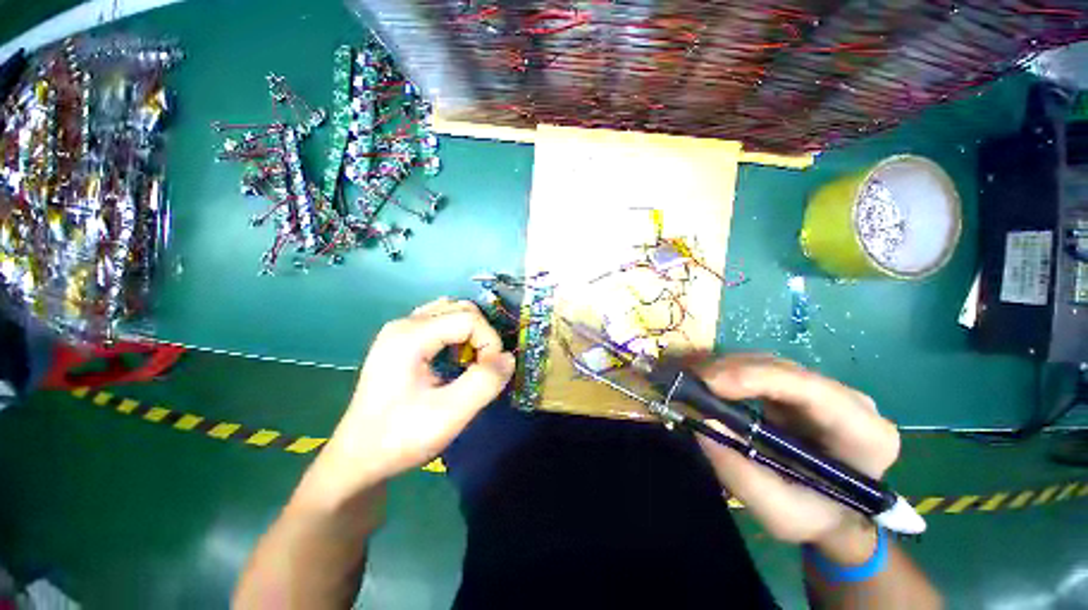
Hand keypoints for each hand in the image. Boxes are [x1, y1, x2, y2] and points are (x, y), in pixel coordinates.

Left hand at [304, 298, 515, 502]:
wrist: (358, 459)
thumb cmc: (401, 438)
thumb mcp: (449, 414)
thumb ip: (485, 382)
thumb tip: (508, 358)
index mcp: (411, 335)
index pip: (469, 318)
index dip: (490, 342)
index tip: (491, 374)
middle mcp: (404, 323)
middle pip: (461, 309)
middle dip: (482, 335)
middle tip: (483, 367)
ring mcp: (400, 330)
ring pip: (451, 312)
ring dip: (470, 334)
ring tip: (471, 362)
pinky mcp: (401, 341)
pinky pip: (440, 323)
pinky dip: (457, 335)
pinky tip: (455, 359)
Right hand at [694, 354, 899, 562]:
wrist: (835, 515)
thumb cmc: (815, 518)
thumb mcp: (778, 512)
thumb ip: (741, 472)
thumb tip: (702, 421)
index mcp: (864, 434)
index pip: (811, 390)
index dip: (757, 378)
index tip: (710, 383)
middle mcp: (849, 401)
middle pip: (784, 370)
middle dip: (732, 371)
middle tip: (690, 381)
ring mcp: (824, 390)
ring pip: (769, 364)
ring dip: (726, 368)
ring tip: (693, 381)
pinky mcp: (800, 388)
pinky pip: (761, 369)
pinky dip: (730, 372)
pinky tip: (709, 381)